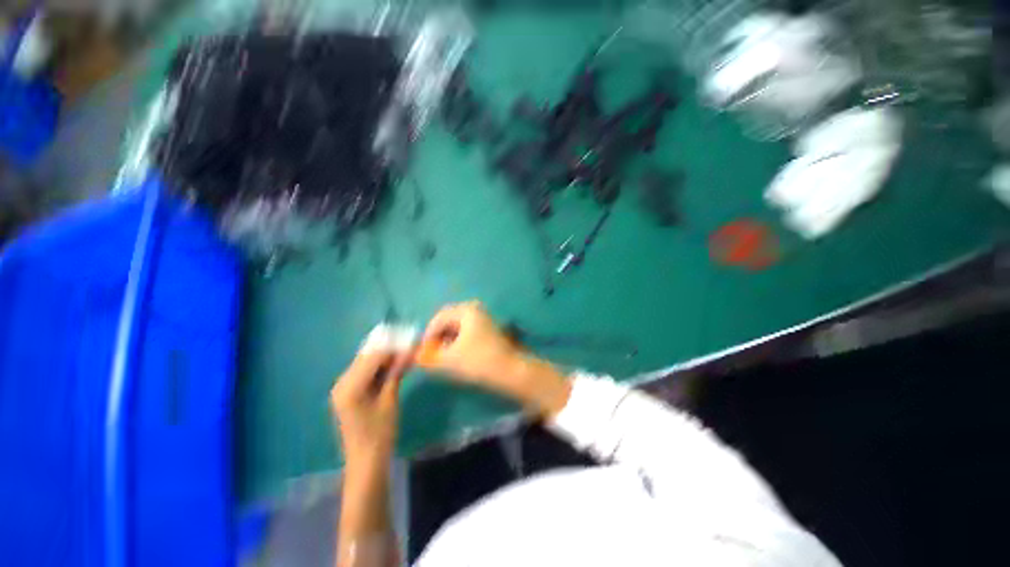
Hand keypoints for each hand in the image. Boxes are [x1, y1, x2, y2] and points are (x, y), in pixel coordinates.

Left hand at [330, 347, 412, 468]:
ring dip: (384, 360)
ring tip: (404, 359)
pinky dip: (378, 369)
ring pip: (366, 364)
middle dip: (388, 352)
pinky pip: (364, 373)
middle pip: (367, 358)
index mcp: (349, 386)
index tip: (411, 346)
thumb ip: (396, 373)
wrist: (365, 462)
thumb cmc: (380, 433)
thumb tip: (408, 352)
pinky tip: (392, 369)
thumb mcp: (390, 400)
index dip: (393, 349)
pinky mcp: (347, 393)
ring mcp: (342, 388)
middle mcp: (341, 383)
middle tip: (409, 351)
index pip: (373, 357)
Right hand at [416, 301, 571, 416]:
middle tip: (431, 353)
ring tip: (442, 356)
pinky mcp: (489, 330)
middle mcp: (475, 310)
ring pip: (459, 327)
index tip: (422, 351)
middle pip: (449, 320)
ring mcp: (484, 319)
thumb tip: (416, 356)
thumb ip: (430, 357)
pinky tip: (456, 354)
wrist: (510, 371)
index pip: (439, 318)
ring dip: (448, 340)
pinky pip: (468, 331)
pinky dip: (458, 341)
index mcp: (466, 310)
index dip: (428, 334)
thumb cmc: (478, 360)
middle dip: (438, 336)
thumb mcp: (449, 359)